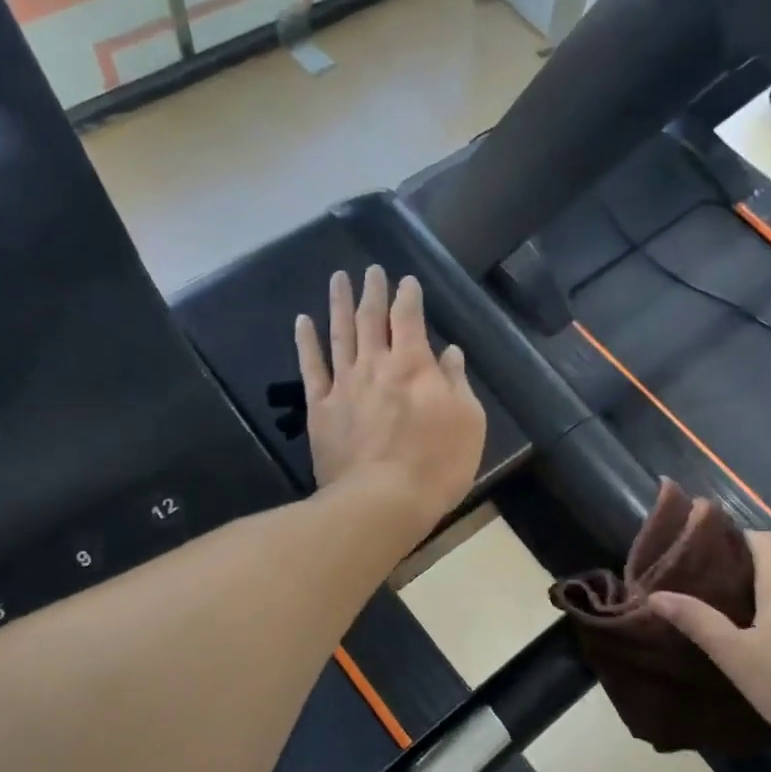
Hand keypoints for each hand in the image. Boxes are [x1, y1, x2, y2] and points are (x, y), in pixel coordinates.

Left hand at [296, 266, 486, 545]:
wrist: (382, 501)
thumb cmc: (436, 463)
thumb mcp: (468, 421)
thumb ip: (457, 382)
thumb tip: (449, 352)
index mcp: (413, 365)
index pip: (410, 318)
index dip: (408, 296)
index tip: (407, 280)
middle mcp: (375, 365)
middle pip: (372, 318)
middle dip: (373, 291)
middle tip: (371, 270)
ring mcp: (344, 385)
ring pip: (340, 334)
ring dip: (339, 304)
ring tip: (337, 279)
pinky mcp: (320, 409)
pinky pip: (311, 368)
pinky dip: (306, 342)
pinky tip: (302, 321)